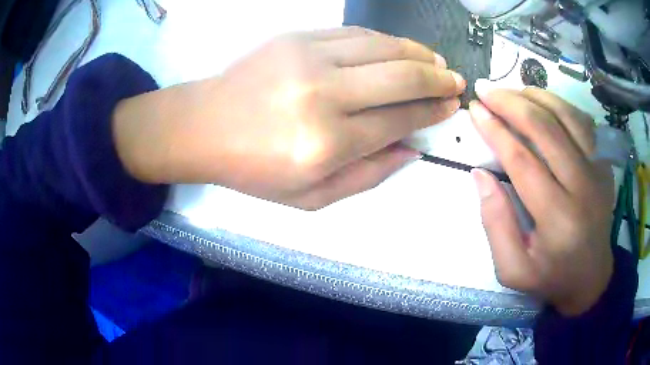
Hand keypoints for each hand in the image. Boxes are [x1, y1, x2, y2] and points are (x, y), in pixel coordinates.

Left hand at [113, 27, 464, 208]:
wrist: (204, 126)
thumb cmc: (253, 169)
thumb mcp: (311, 196)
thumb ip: (368, 176)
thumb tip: (411, 150)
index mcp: (327, 144)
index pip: (399, 120)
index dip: (431, 112)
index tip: (450, 108)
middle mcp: (324, 95)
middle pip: (401, 77)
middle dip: (437, 79)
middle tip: (455, 82)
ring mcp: (309, 58)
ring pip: (383, 48)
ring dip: (417, 54)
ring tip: (436, 62)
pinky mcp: (296, 38)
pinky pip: (355, 34)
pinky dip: (385, 41)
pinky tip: (399, 48)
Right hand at [469, 87, 614, 315]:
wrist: (591, 277)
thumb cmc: (551, 276)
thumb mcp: (512, 269)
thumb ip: (495, 223)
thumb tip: (480, 174)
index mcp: (558, 220)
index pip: (523, 161)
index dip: (495, 131)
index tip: (475, 110)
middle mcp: (583, 188)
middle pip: (546, 129)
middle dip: (511, 103)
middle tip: (486, 89)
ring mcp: (599, 171)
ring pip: (567, 116)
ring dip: (535, 96)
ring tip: (510, 91)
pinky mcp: (605, 164)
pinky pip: (582, 121)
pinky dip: (559, 104)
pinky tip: (542, 103)